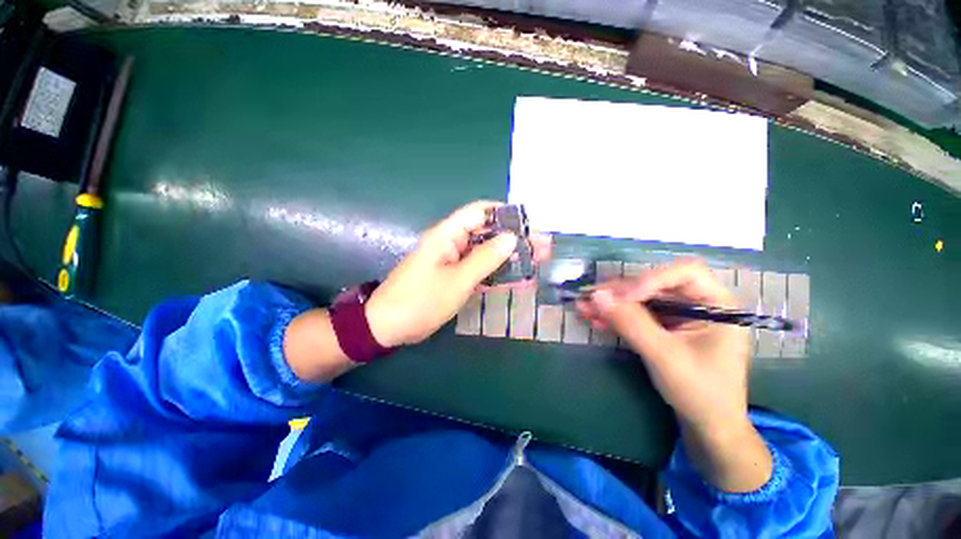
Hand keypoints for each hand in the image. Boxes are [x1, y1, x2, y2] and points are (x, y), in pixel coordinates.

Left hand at [366, 201, 550, 347]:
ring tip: (536, 261)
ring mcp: (454, 260)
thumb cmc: (421, 300)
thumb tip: (511, 238)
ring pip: (486, 251)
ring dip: (509, 256)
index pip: (480, 211)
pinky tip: (516, 276)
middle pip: (487, 232)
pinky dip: (497, 271)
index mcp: (448, 235)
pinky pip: (480, 268)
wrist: (389, 326)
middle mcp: (452, 242)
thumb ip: (485, 258)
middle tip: (542, 248)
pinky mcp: (454, 276)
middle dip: (514, 238)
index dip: (505, 213)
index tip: (529, 224)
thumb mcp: (457, 280)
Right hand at [578, 259, 770, 491]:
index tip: (621, 297)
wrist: (707, 426)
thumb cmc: (701, 393)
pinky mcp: (663, 327)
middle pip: (655, 285)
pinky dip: (615, 316)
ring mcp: (679, 316)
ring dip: (612, 304)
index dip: (651, 279)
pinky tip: (595, 319)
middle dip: (621, 292)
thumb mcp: (665, 357)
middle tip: (590, 298)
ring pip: (640, 299)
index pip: (685, 273)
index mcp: (717, 305)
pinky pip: (636, 315)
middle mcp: (698, 304)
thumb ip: (631, 323)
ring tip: (584, 307)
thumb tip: (597, 295)